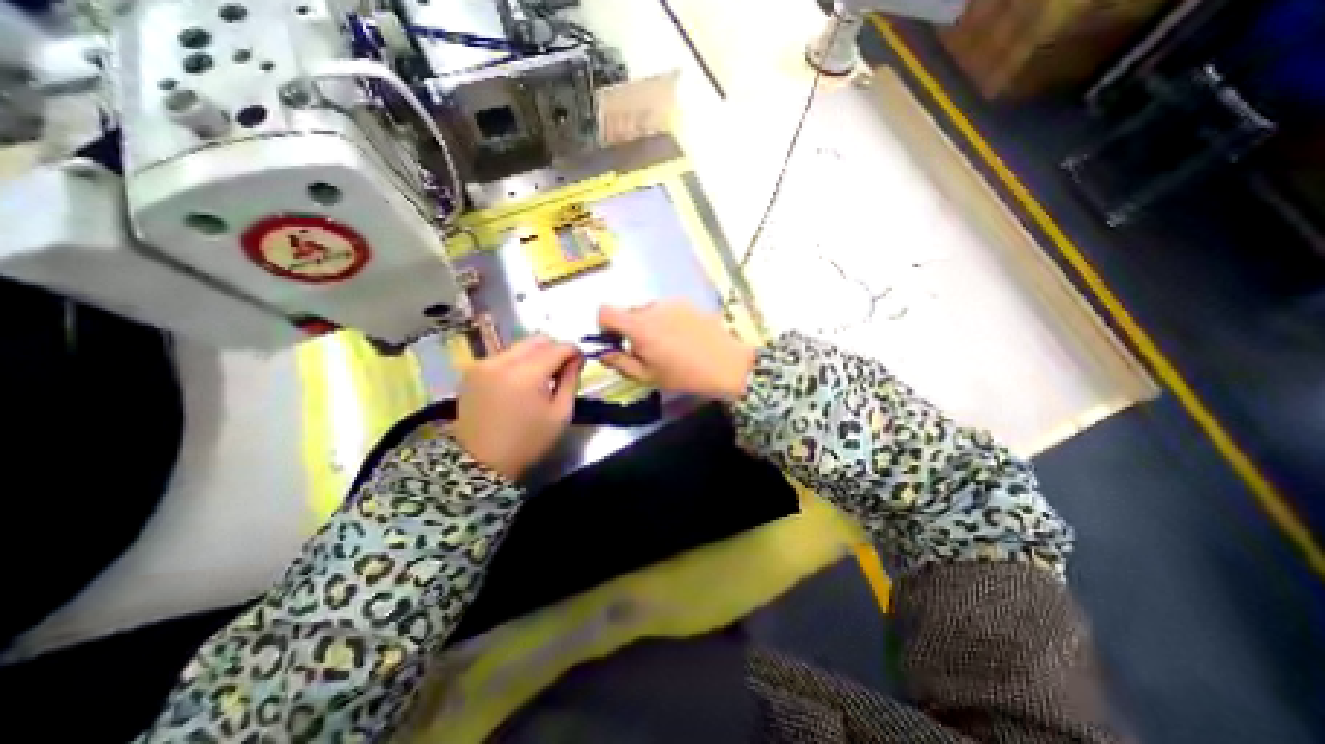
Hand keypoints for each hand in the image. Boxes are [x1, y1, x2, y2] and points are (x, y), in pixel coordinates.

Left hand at [454, 336, 580, 483]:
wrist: (480, 462)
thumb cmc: (527, 441)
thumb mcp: (560, 414)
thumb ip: (571, 381)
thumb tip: (576, 359)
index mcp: (526, 374)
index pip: (558, 348)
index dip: (574, 351)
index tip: (581, 361)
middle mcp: (502, 361)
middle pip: (537, 340)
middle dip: (554, 349)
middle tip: (562, 369)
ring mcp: (483, 364)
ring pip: (519, 346)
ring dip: (536, 355)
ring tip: (541, 377)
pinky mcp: (472, 371)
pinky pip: (503, 356)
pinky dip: (517, 362)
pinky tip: (520, 382)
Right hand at [599, 298, 755, 401]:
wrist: (727, 364)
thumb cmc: (685, 375)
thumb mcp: (649, 376)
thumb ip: (621, 363)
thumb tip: (603, 354)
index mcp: (639, 327)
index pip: (605, 311)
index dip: (604, 325)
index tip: (615, 341)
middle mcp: (652, 308)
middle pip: (629, 312)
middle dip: (631, 330)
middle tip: (647, 351)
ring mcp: (672, 303)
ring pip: (649, 311)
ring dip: (650, 325)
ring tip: (669, 346)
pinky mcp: (688, 303)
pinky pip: (667, 309)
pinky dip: (667, 321)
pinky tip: (684, 338)